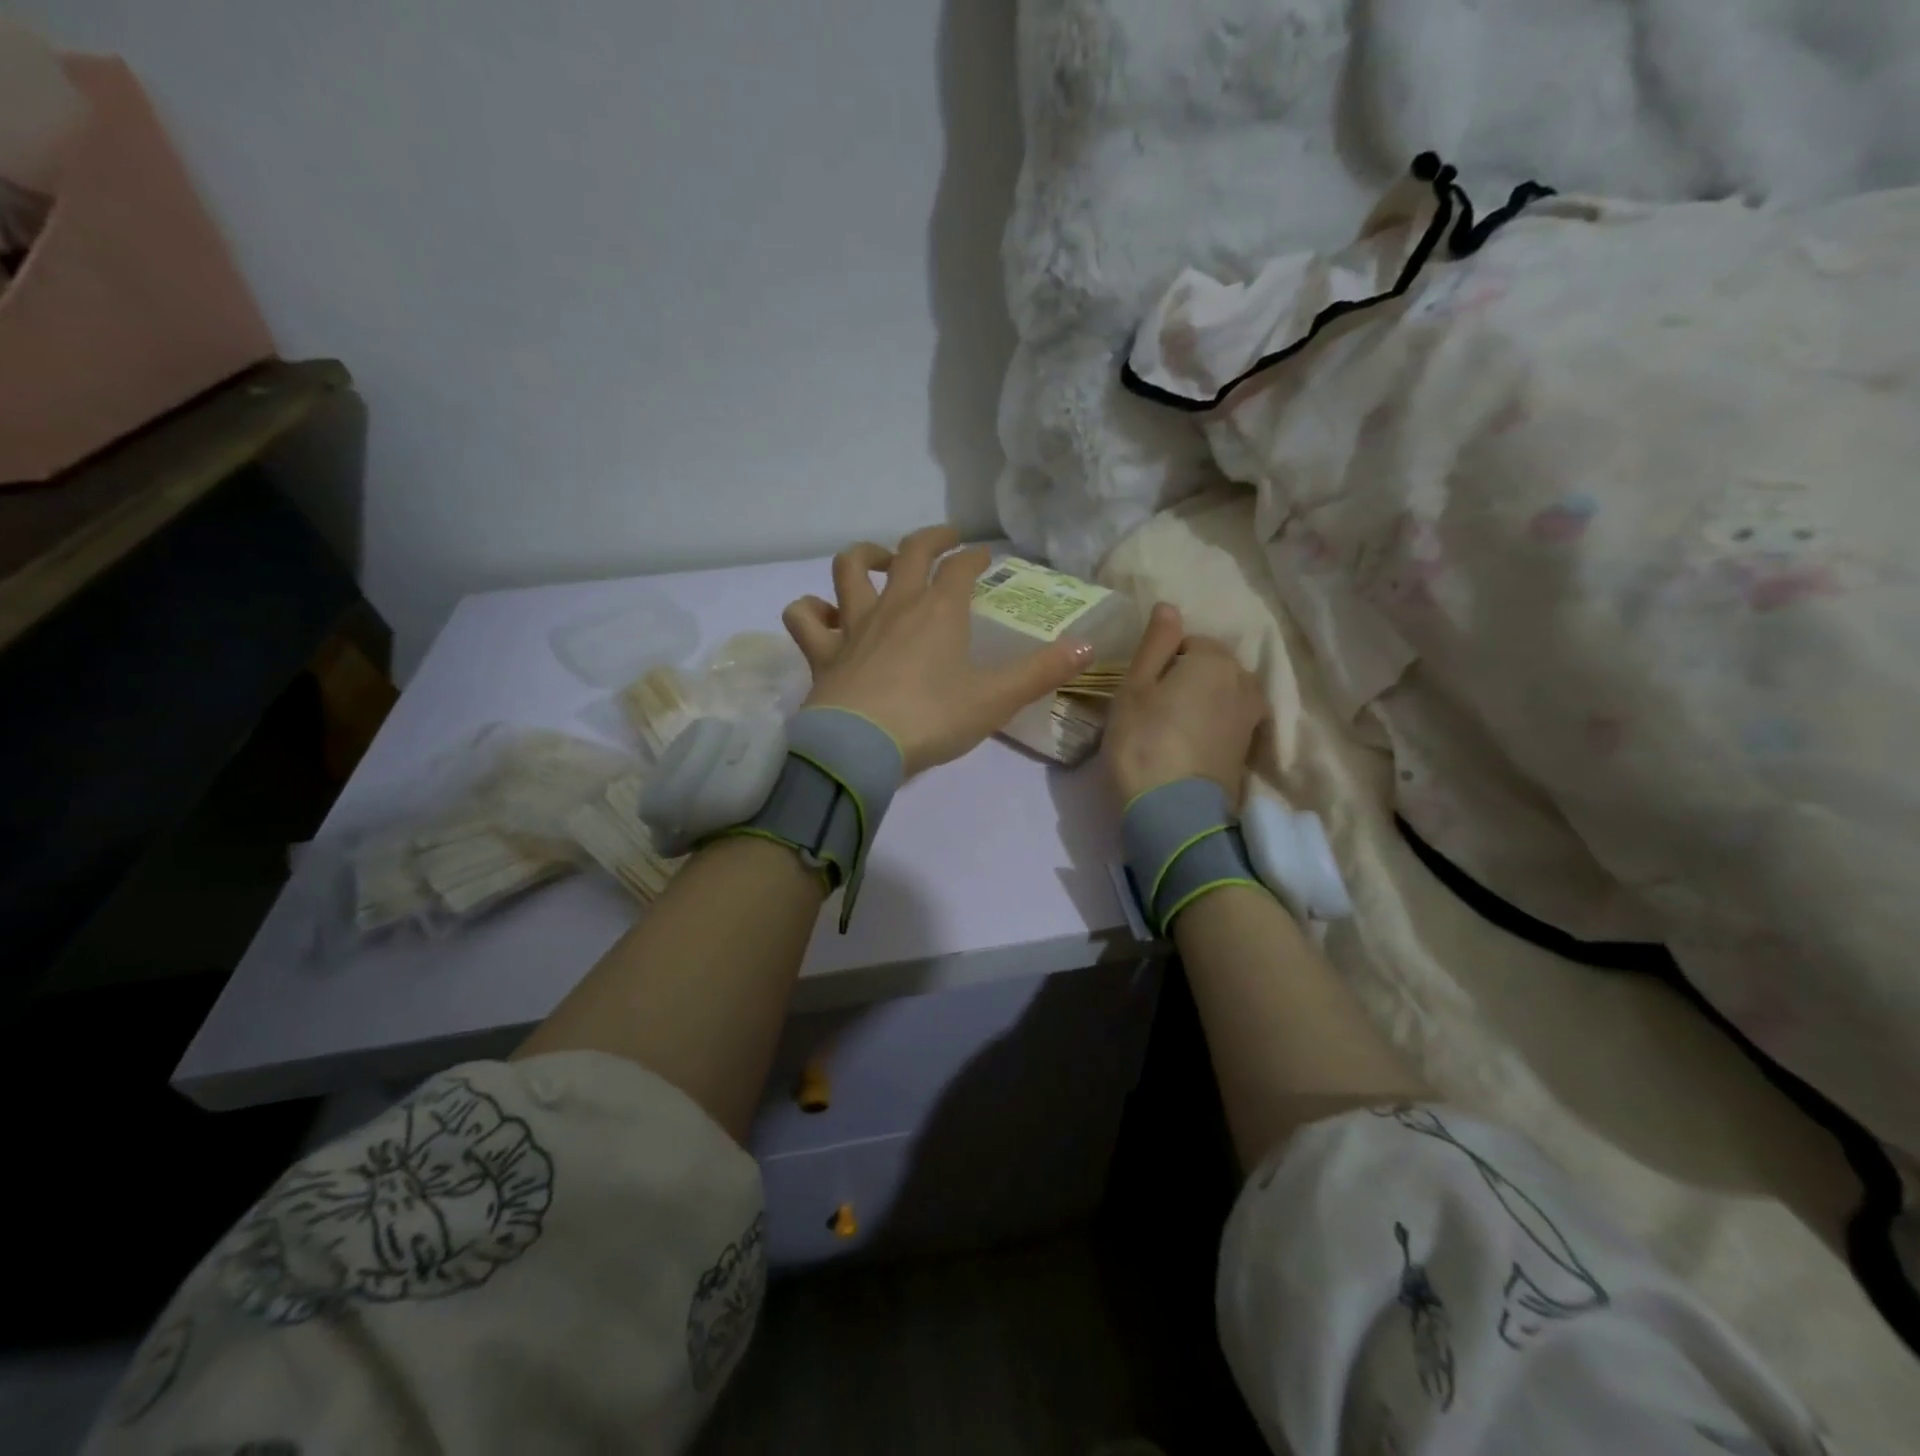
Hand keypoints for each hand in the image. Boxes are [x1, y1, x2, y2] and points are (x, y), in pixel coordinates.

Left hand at [781, 526, 1092, 776]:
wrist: (860, 749)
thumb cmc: (932, 720)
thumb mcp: (996, 700)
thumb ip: (1042, 672)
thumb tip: (1089, 646)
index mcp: (940, 611)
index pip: (961, 568)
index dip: (976, 557)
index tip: (985, 557)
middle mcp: (895, 605)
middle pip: (910, 551)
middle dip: (931, 538)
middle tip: (944, 539)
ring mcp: (853, 625)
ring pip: (849, 569)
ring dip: (864, 555)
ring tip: (879, 560)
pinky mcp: (822, 652)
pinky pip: (805, 617)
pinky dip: (811, 610)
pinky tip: (823, 615)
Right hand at [1103, 603, 1268, 805]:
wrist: (1174, 812)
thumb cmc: (1144, 740)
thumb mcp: (1135, 687)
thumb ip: (1155, 643)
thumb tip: (1169, 605)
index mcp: (1215, 659)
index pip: (1188, 643)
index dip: (1162, 662)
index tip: (1142, 690)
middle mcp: (1244, 680)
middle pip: (1211, 667)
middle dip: (1187, 679)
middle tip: (1153, 709)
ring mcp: (1252, 716)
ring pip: (1222, 694)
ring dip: (1200, 703)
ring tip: (1170, 728)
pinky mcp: (1250, 748)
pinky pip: (1228, 721)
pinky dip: (1211, 726)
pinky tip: (1188, 745)